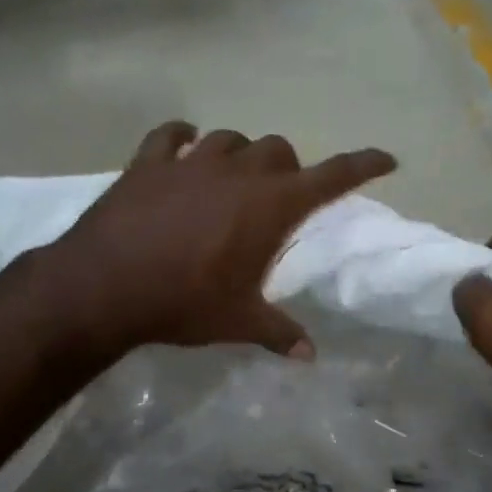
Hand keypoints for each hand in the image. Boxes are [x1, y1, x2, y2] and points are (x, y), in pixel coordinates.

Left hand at [46, 121, 396, 359]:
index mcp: (269, 206)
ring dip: (240, 155)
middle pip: (278, 150)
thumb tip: (311, 356)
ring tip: (232, 178)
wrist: (105, 287)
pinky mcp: (147, 163)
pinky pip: (169, 134)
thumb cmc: (183, 303)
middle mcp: (236, 173)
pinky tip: (182, 147)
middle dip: (287, 169)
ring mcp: (189, 162)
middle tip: (278, 198)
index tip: (386, 160)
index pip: (330, 177)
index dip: (362, 166)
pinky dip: (181, 138)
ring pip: (230, 138)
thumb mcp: (238, 322)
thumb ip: (279, 333)